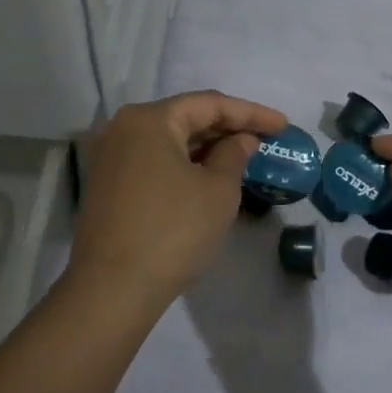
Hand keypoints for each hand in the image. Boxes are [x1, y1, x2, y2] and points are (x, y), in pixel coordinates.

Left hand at [70, 90, 288, 312]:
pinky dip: (184, 164)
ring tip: (244, 156)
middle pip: (186, 118)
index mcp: (149, 119)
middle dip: (228, 128)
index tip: (283, 125)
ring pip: (169, 141)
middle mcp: (123, 128)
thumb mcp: (217, 190)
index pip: (209, 104)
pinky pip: (155, 161)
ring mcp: (111, 157)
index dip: (251, 113)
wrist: (112, 289)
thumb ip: (234, 155)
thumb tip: (241, 140)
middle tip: (266, 139)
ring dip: (207, 147)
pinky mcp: (108, 185)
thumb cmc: (173, 230)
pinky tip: (209, 176)